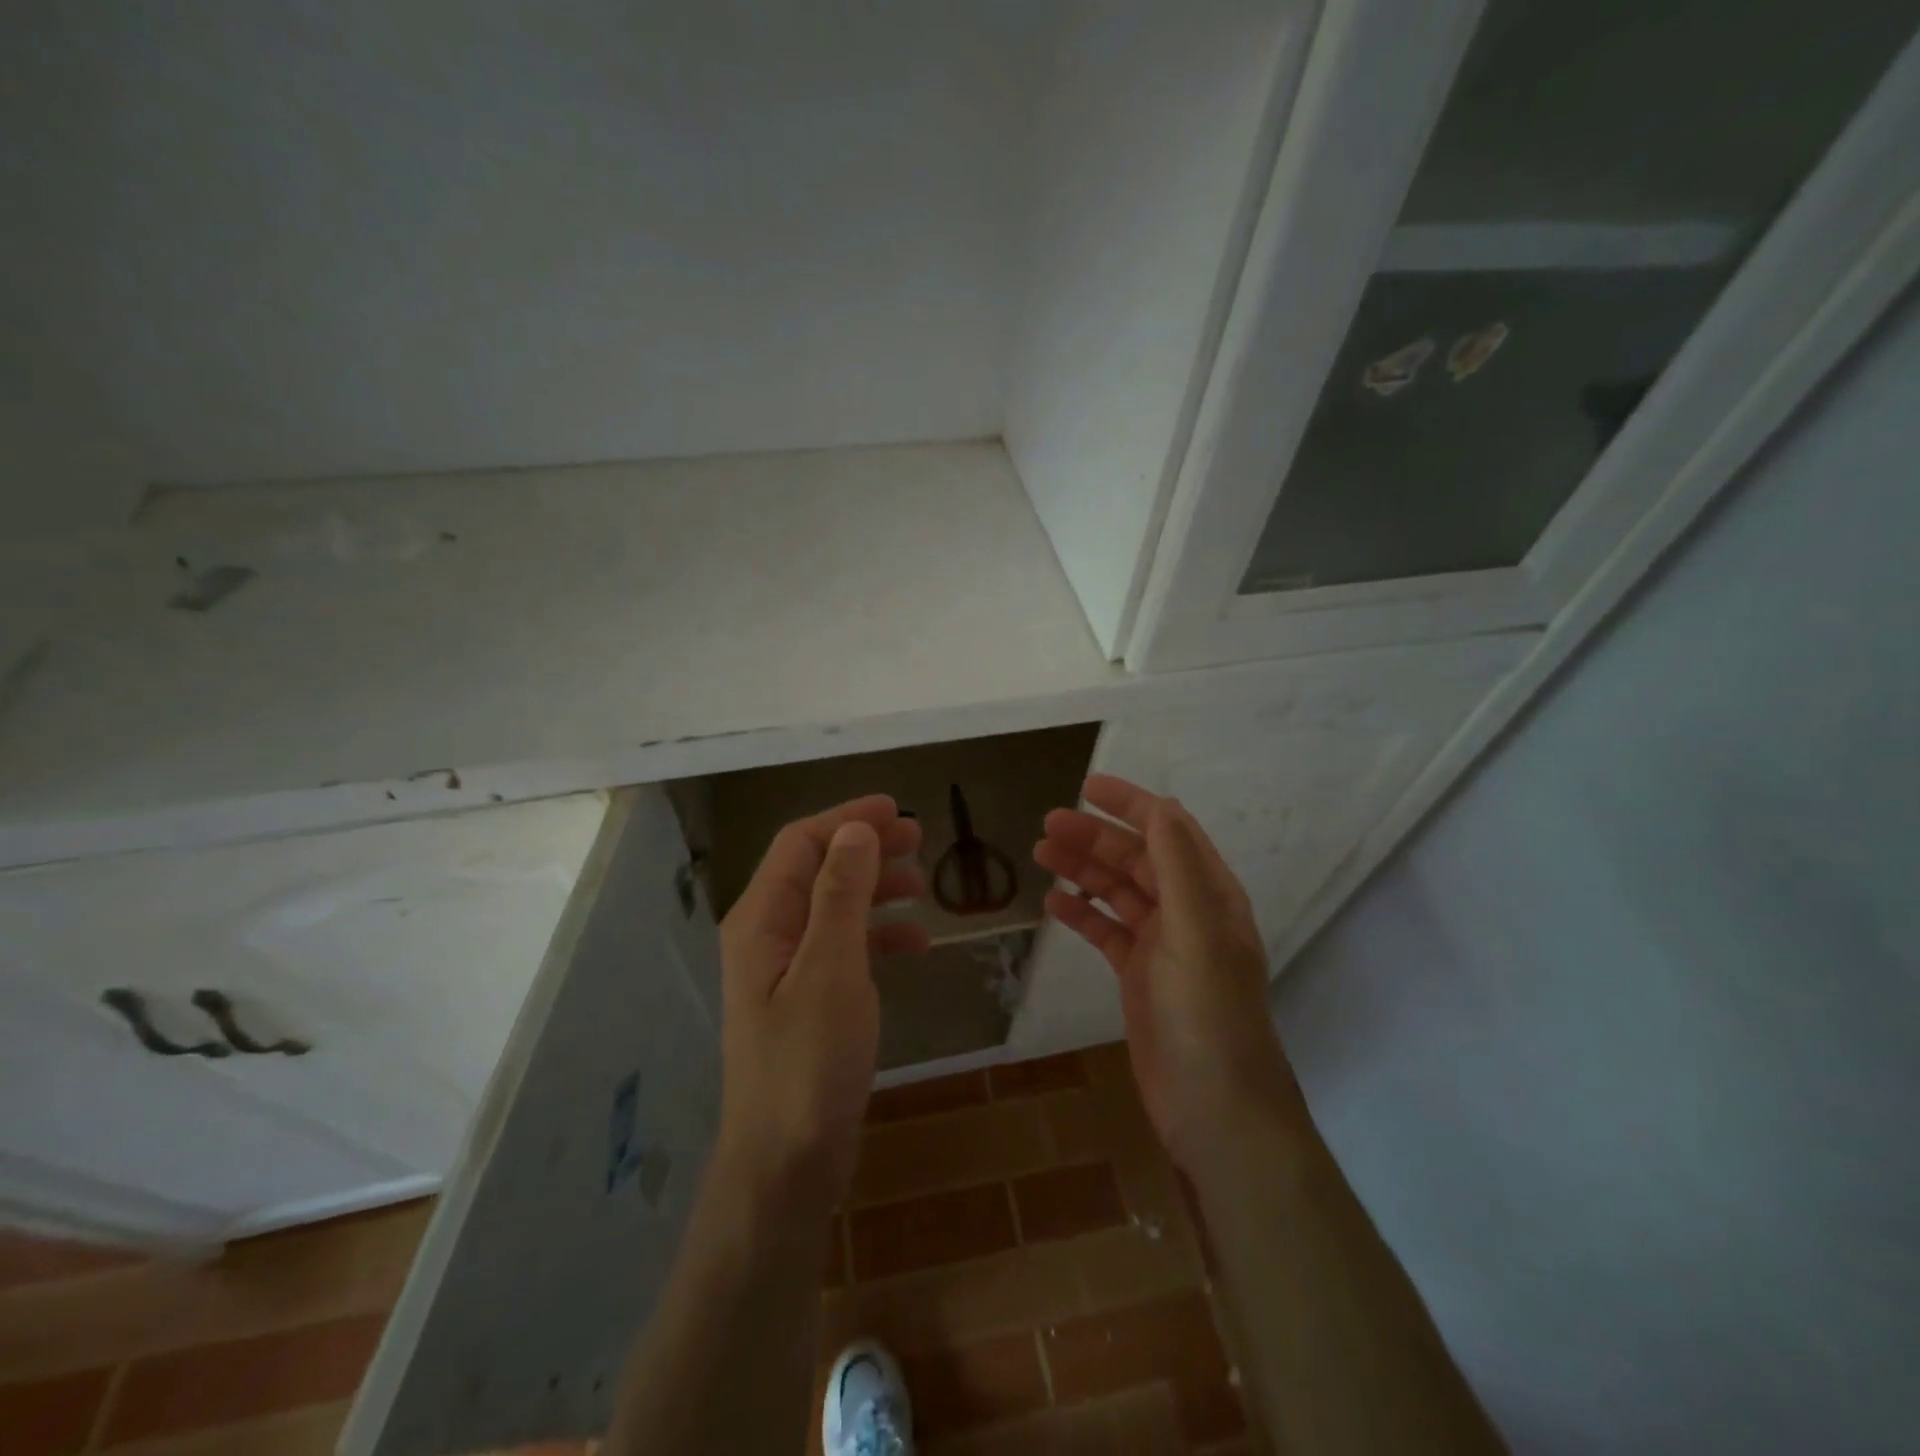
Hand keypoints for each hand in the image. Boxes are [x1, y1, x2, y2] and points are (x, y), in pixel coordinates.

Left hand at [714, 795, 928, 1201]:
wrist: (788, 1163)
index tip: (899, 809)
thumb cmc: (808, 1061)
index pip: (801, 843)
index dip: (847, 818)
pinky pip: (844, 948)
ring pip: (834, 906)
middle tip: (920, 840)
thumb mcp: (830, 968)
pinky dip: (879, 936)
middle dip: (866, 848)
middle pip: (817, 869)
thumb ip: (841, 894)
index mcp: (760, 919)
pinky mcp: (808, 999)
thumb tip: (855, 829)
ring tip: (923, 885)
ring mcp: (787, 969)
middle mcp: (767, 935)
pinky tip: (916, 945)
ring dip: (876, 888)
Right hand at [1034, 775, 1304, 1171]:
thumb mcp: (1196, 931)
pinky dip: (1081, 914)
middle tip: (1047, 825)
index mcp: (1209, 895)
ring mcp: (1161, 946)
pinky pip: (1106, 931)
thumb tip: (1161, 805)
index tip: (1088, 786)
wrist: (1214, 1108)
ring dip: (1082, 870)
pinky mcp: (1138, 976)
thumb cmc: (1208, 1013)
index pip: (1170, 833)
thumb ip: (1178, 867)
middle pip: (1136, 860)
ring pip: (1117, 893)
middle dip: (1095, 838)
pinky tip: (1052, 903)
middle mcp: (1187, 913)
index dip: (1132, 805)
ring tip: (1040, 853)